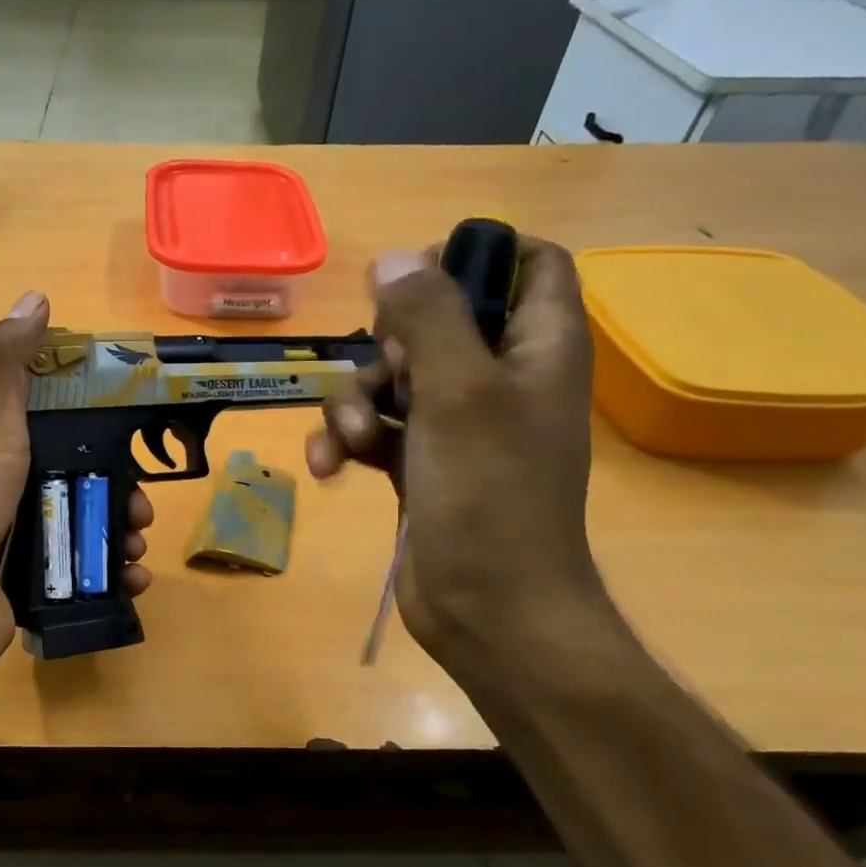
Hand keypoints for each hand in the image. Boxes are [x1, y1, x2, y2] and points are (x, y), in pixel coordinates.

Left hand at [0, 292, 153, 686]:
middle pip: (87, 486)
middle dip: (124, 496)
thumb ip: (5, 362)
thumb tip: (35, 296)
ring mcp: (25, 547)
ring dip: (125, 538)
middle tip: (141, 510)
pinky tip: (133, 581)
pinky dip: (116, 580)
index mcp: (4, 451)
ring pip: (92, 533)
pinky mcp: (36, 592)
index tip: (138, 438)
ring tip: (136, 550)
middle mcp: (15, 495)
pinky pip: (88, 580)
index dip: (104, 432)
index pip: (65, 431)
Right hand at [304, 239, 605, 671]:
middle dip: (389, 345)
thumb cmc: (489, 494)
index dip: (473, 258)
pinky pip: (374, 427)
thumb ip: (428, 316)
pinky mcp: (419, 462)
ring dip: (355, 401)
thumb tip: (393, 258)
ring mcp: (456, 423)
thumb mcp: (458, 391)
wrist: (489, 609)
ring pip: (392, 377)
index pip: (527, 263)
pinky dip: (346, 440)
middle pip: (436, 321)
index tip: (416, 284)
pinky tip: (327, 467)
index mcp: (538, 347)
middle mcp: (500, 377)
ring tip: (350, 440)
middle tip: (388, 376)